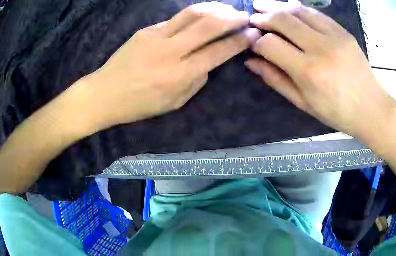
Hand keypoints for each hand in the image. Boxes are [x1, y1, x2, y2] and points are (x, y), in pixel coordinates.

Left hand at [81, 2, 259, 129]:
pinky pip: (175, 19)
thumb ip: (196, 82)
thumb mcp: (173, 104)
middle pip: (209, 25)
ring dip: (215, 8)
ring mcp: (156, 36)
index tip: (252, 34)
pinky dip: (194, 15)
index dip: (239, 41)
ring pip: (193, 13)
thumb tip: (209, 63)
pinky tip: (201, 16)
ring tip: (227, 10)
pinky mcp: (146, 30)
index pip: (218, 51)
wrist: (105, 93)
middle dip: (232, 18)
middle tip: (245, 16)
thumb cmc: (138, 105)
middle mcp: (171, 52)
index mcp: (180, 75)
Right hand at [245, 0, 395, 139]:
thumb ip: (275, 79)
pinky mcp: (344, 32)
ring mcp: (334, 36)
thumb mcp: (302, 102)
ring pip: (299, 10)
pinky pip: (316, 13)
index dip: (256, 42)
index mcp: (307, 71)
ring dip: (278, 6)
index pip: (270, 44)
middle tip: (253, 18)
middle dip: (263, 17)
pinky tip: (288, 9)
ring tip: (263, 6)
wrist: (371, 107)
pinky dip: (299, 9)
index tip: (253, 43)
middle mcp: (320, 47)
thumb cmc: (336, 112)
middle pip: (282, 20)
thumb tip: (251, 62)